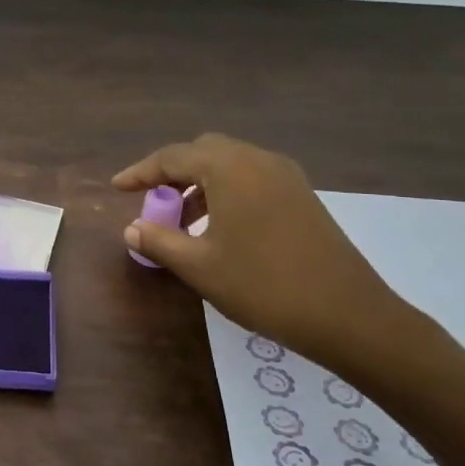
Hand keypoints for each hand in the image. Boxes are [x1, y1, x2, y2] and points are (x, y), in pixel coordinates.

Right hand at [113, 134, 414, 368]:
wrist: (348, 314)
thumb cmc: (264, 286)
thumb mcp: (200, 266)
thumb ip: (160, 241)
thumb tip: (132, 228)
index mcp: (229, 168)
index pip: (172, 158)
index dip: (140, 172)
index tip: (116, 188)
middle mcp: (258, 160)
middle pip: (203, 151)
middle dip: (172, 172)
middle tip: (152, 202)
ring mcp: (285, 176)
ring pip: (229, 164)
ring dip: (199, 183)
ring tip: (182, 221)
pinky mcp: (302, 196)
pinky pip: (251, 178)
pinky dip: (226, 191)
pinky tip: (219, 227)